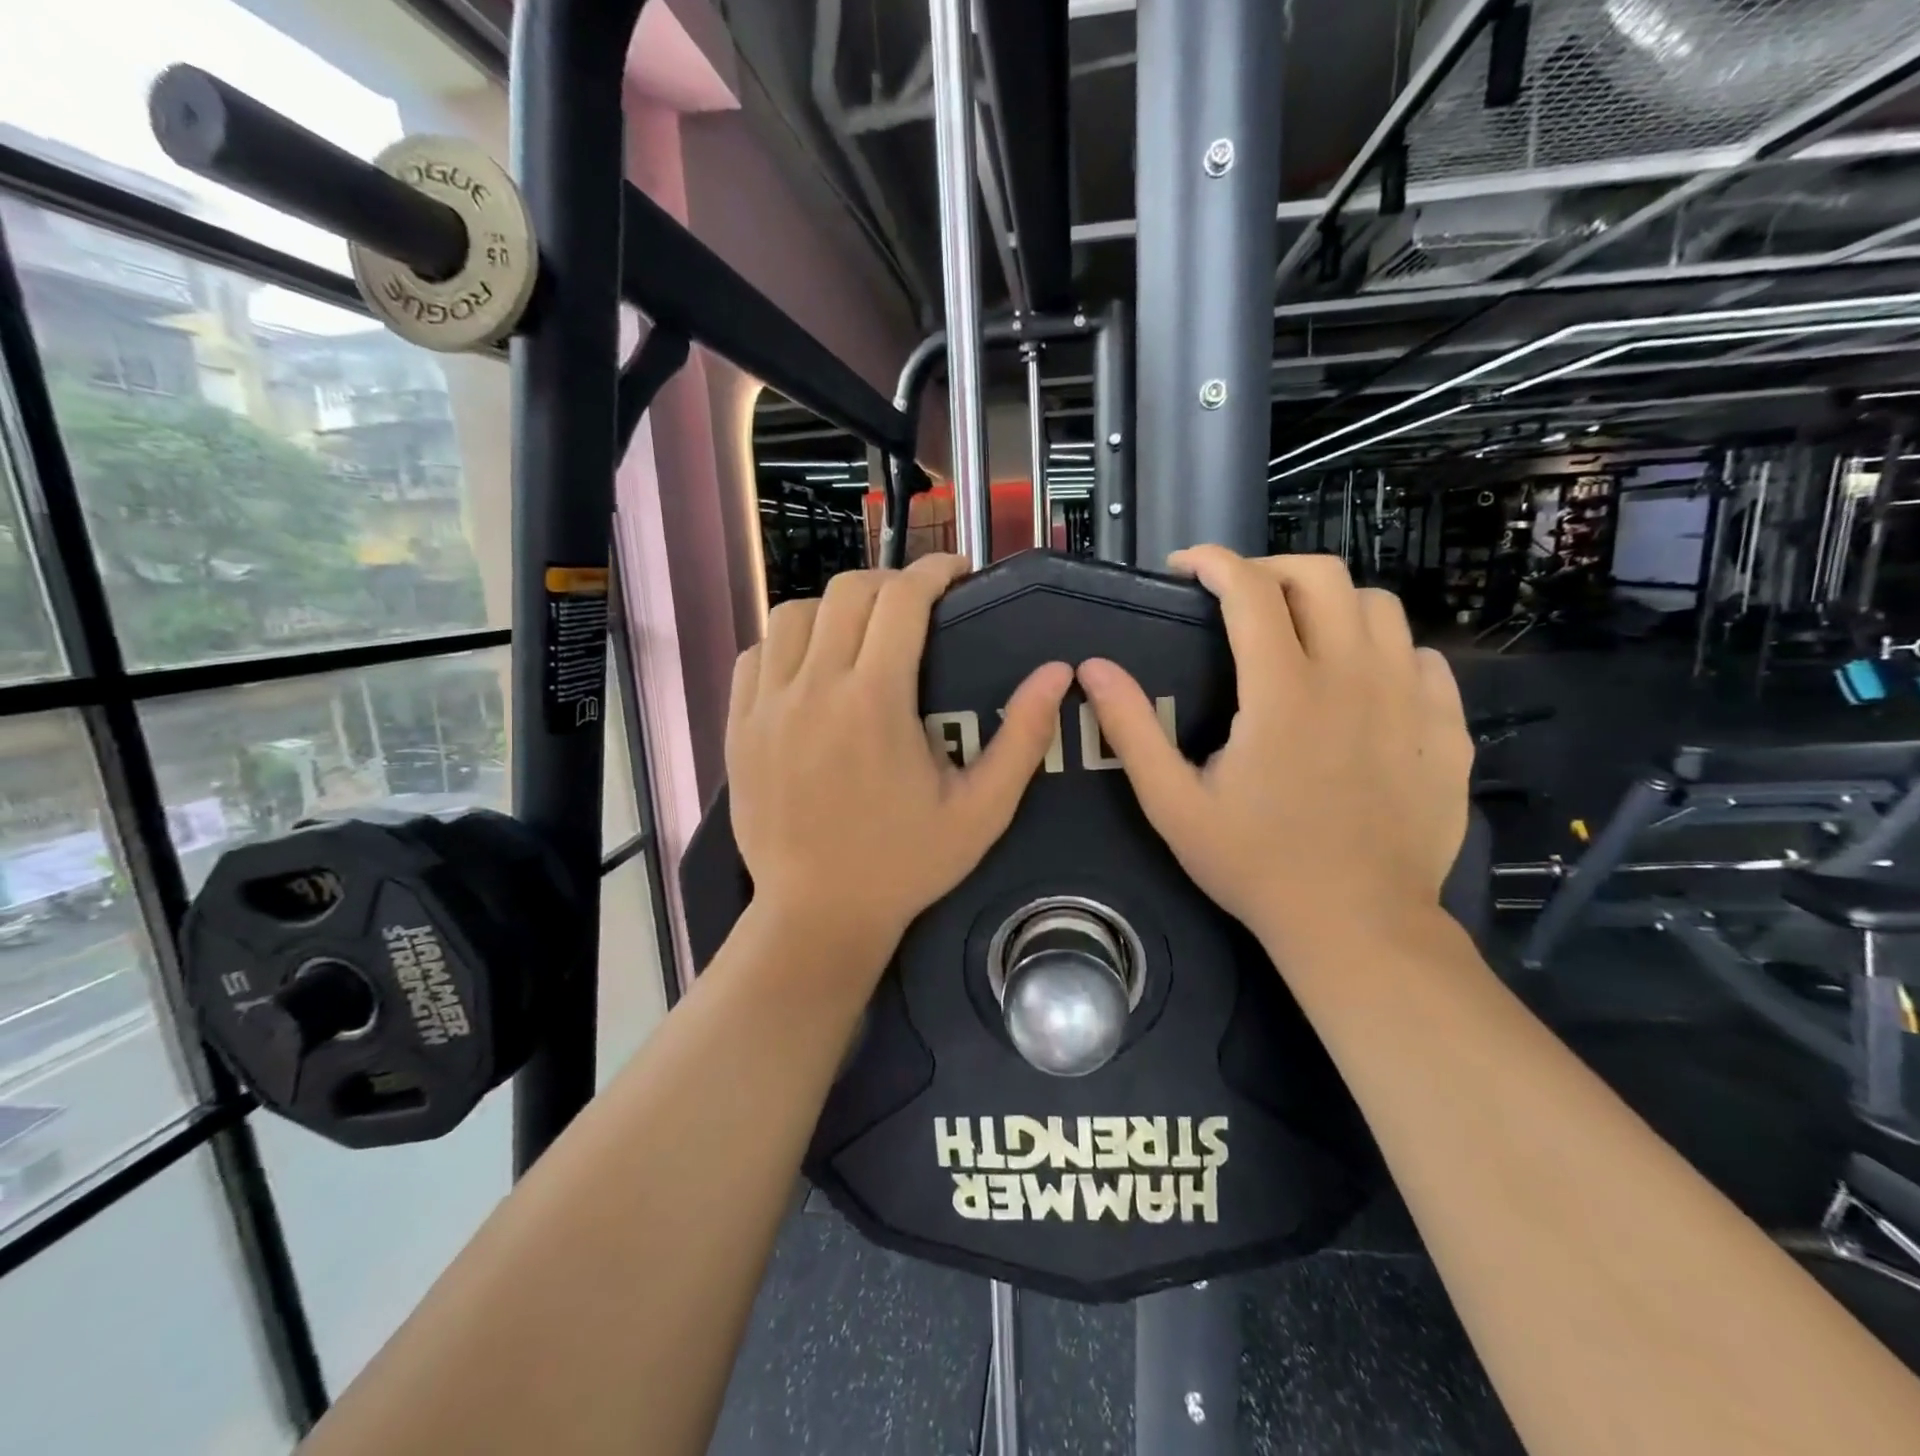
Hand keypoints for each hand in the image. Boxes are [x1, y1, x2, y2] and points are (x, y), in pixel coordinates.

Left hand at [726, 555, 1071, 973]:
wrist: (818, 914)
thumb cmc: (905, 865)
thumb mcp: (981, 811)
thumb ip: (1021, 737)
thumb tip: (1057, 673)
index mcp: (875, 701)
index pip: (902, 599)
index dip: (934, 570)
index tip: (957, 573)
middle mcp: (814, 688)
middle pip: (847, 592)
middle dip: (890, 584)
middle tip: (918, 608)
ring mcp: (766, 705)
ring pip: (793, 613)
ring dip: (835, 608)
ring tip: (862, 634)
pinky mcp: (738, 726)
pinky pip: (756, 653)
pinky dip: (787, 642)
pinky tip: (811, 668)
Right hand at [1076, 549, 1471, 950]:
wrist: (1357, 926)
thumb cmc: (1256, 866)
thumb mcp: (1173, 805)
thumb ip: (1132, 730)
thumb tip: (1092, 668)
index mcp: (1283, 691)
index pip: (1251, 588)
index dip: (1213, 561)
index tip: (1185, 566)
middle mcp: (1352, 677)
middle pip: (1323, 576)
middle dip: (1272, 568)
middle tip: (1239, 598)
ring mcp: (1409, 700)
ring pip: (1380, 606)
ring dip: (1331, 604)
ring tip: (1299, 636)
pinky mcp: (1446, 729)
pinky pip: (1420, 658)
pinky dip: (1384, 651)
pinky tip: (1359, 686)